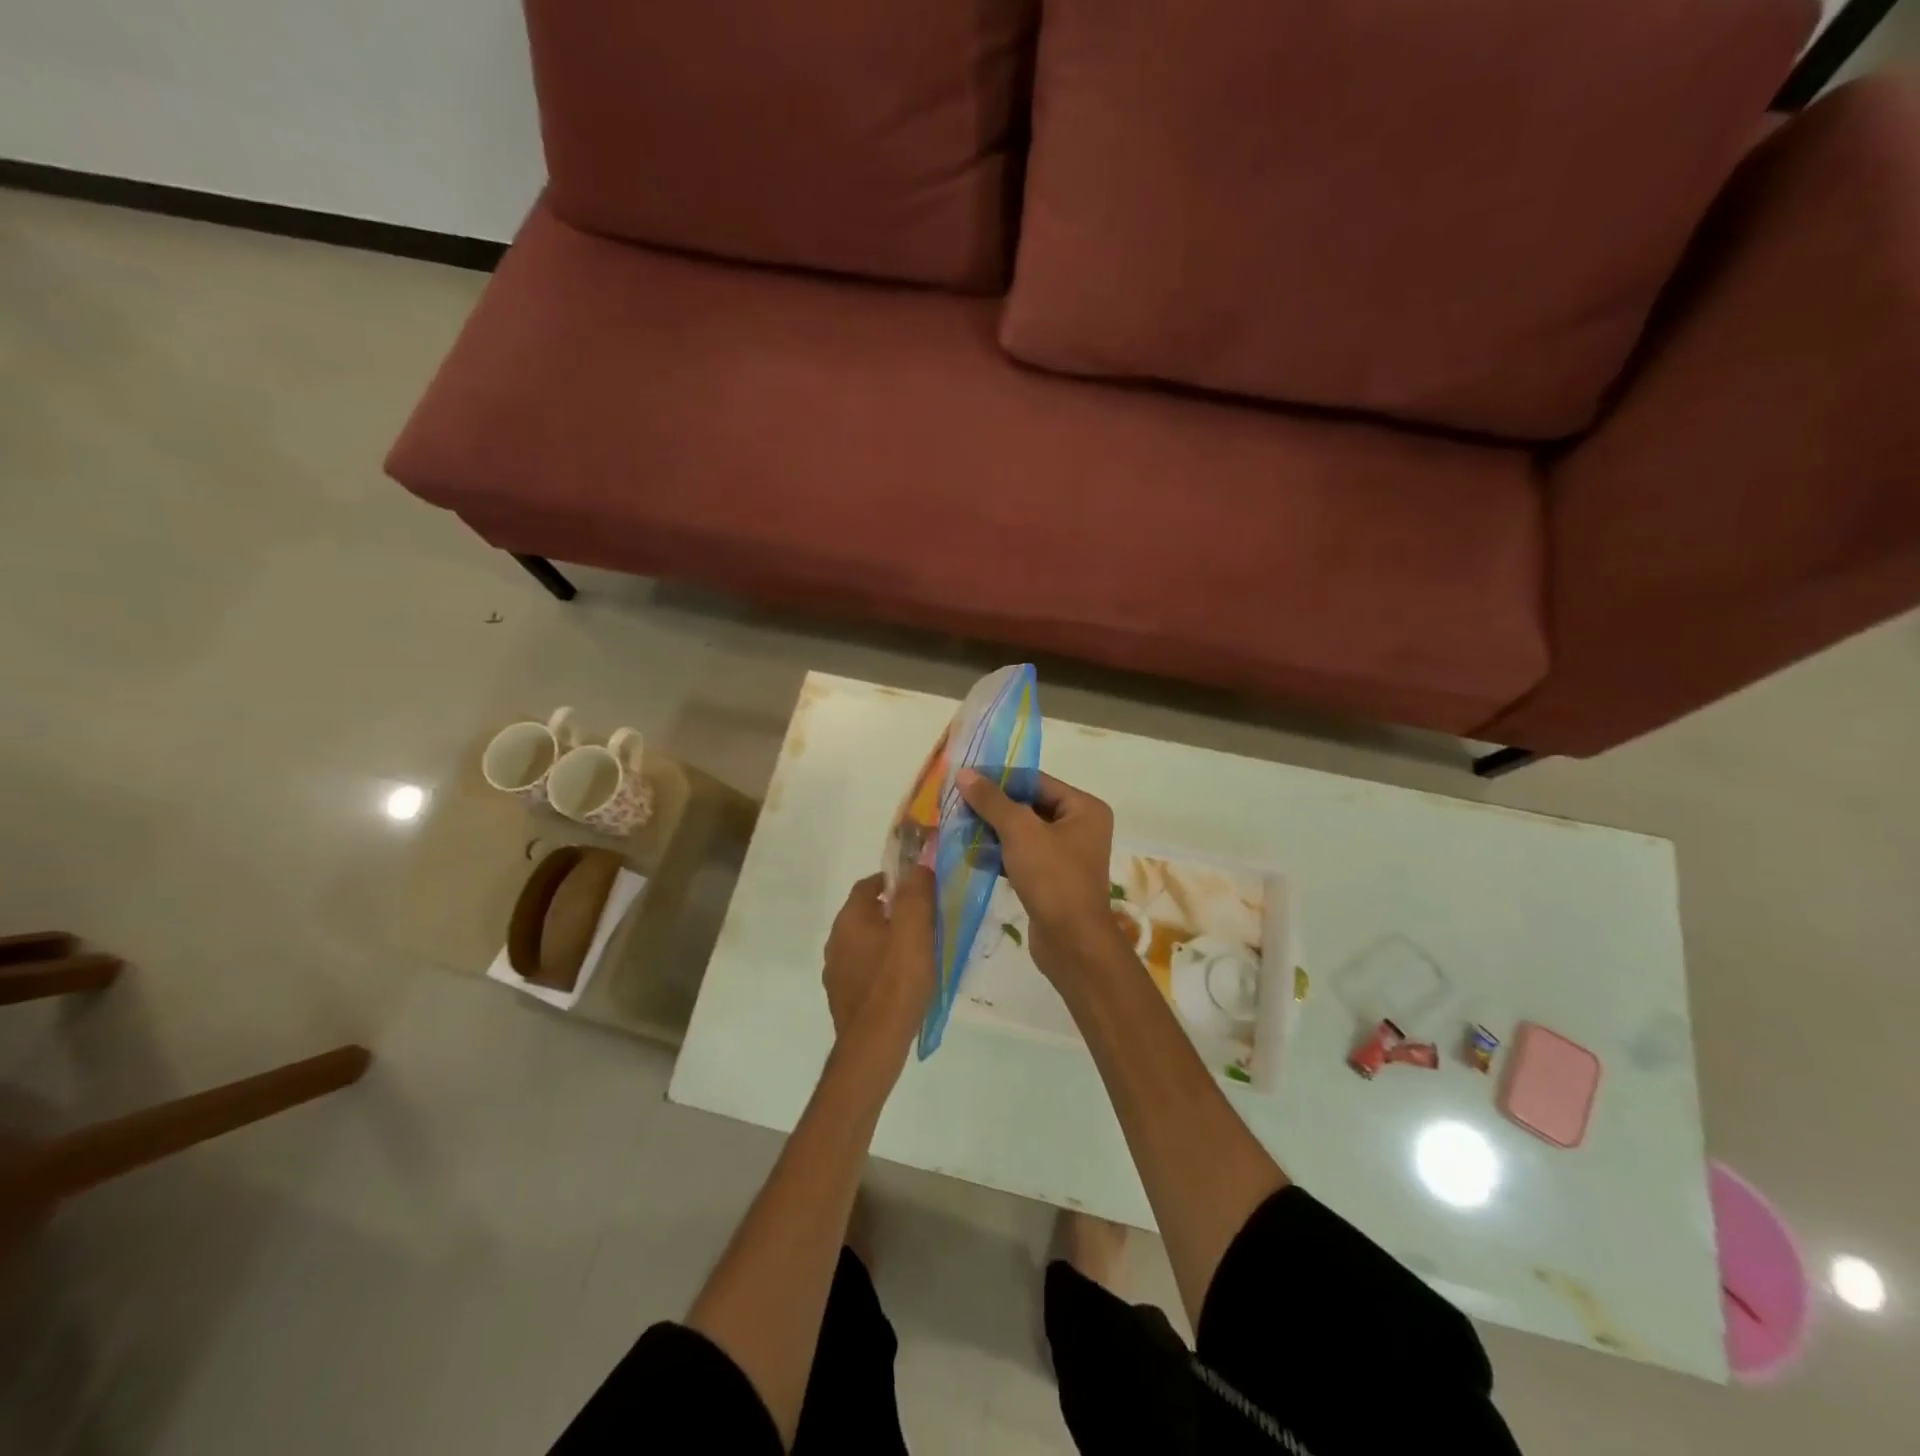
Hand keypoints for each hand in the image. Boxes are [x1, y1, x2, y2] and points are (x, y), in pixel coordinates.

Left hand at [822, 868, 936, 1051]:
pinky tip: (898, 982)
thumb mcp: (915, 929)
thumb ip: (916, 893)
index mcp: (850, 918)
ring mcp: (835, 970)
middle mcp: (835, 940)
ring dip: (884, 940)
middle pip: (864, 913)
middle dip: (891, 912)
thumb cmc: (897, 980)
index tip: (917, 890)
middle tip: (921, 922)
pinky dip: (878, 967)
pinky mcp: (841, 996)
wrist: (874, 1043)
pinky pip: (862, 969)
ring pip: (862, 942)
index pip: (868, 884)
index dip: (893, 882)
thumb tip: (916, 867)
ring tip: (913, 953)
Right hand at [956, 770, 1120, 985]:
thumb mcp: (1020, 831)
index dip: (999, 778)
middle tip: (957, 805)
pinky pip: (1021, 856)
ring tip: (958, 829)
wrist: (1072, 942)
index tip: (964, 778)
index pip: (1035, 781)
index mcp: (1083, 808)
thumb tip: (964, 773)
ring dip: (991, 831)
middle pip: (1028, 805)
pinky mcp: (1051, 879)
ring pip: (1022, 833)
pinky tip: (971, 855)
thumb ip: (991, 800)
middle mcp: (1079, 827)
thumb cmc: (1052, 877)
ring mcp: (1066, 855)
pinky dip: (999, 854)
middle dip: (992, 807)